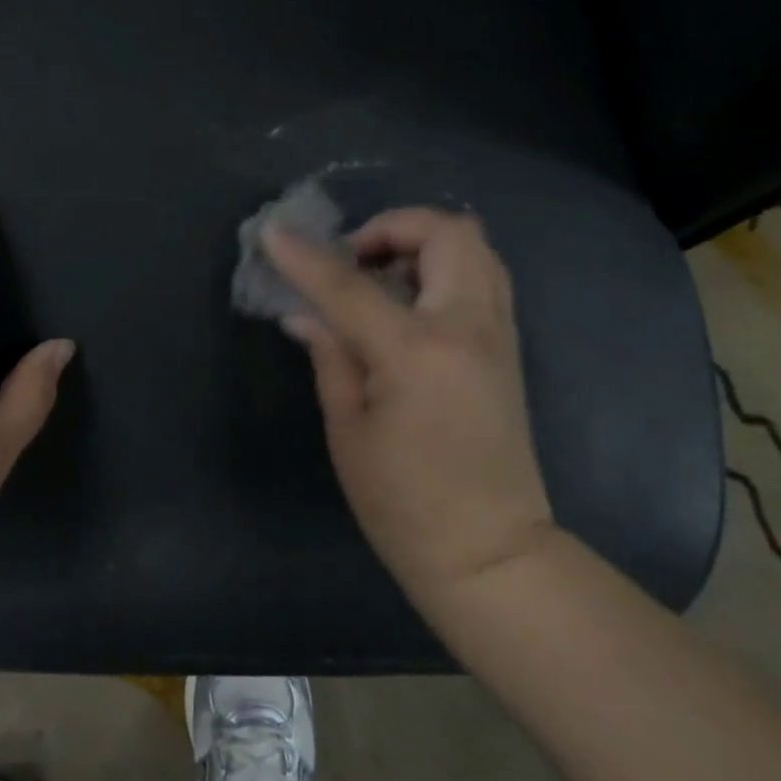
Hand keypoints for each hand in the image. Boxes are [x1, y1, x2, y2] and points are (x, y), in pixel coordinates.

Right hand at [265, 208, 554, 616]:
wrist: (490, 553)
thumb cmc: (404, 503)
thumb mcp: (348, 430)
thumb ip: (330, 355)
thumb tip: (303, 313)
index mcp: (416, 353)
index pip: (349, 284)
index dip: (305, 257)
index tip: (273, 234)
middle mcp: (467, 328)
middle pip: (444, 232)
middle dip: (391, 227)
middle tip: (353, 259)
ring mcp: (497, 334)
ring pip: (474, 246)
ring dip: (421, 244)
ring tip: (380, 278)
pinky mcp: (507, 347)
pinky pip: (483, 276)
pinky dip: (444, 267)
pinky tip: (408, 303)